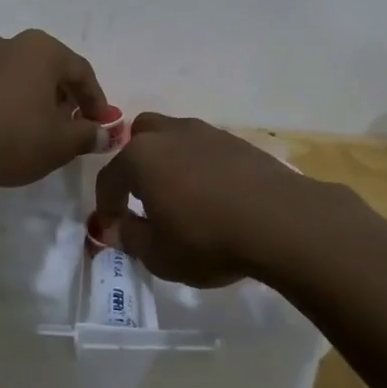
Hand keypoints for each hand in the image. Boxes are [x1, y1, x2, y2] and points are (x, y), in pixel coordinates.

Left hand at [0, 30, 108, 190]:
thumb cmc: (13, 139)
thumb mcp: (62, 143)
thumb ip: (88, 134)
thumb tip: (103, 133)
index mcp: (40, 50)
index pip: (80, 70)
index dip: (95, 99)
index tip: (100, 123)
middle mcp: (7, 44)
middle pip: (46, 67)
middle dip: (62, 95)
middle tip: (69, 124)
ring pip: (14, 75)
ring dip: (29, 97)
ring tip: (33, 128)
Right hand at [92, 113, 336, 286]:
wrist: (280, 220)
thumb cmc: (208, 239)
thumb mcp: (159, 255)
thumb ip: (131, 238)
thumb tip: (118, 227)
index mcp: (140, 157)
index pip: (109, 177)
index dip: (106, 204)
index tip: (112, 228)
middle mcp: (169, 134)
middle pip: (139, 137)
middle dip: (135, 164)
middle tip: (144, 196)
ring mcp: (205, 133)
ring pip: (174, 137)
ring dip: (169, 161)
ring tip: (181, 195)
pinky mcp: (237, 140)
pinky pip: (205, 148)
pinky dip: (200, 165)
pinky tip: (213, 193)